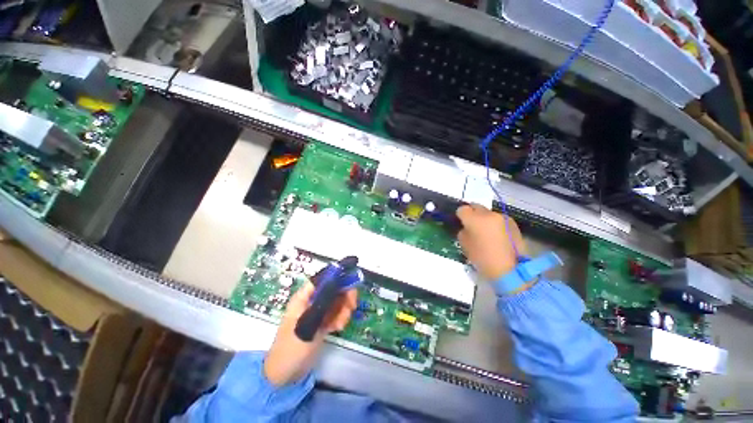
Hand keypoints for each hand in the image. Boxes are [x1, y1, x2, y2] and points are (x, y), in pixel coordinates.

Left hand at [264, 282, 356, 386]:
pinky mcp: (323, 322)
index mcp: (304, 297)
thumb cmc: (291, 348)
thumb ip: (321, 305)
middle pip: (334, 288)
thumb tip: (336, 286)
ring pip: (338, 301)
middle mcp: (312, 301)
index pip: (322, 279)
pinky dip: (341, 319)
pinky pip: (337, 313)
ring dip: (344, 311)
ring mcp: (318, 312)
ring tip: (340, 324)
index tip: (349, 285)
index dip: (337, 278)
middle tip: (351, 307)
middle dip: (344, 297)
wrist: (285, 375)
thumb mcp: (306, 325)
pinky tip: (337, 328)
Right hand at [456, 204, 525, 280]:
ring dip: (484, 219)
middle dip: (472, 213)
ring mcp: (502, 217)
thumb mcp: (464, 245)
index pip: (462, 209)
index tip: (460, 222)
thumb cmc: (482, 259)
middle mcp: (489, 214)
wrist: (510, 270)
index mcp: (474, 219)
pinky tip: (496, 236)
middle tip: (471, 225)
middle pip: (476, 207)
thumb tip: (465, 227)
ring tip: (486, 232)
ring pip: (488, 213)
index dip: (459, 215)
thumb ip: (463, 231)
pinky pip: (498, 219)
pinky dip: (495, 224)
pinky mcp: (513, 223)